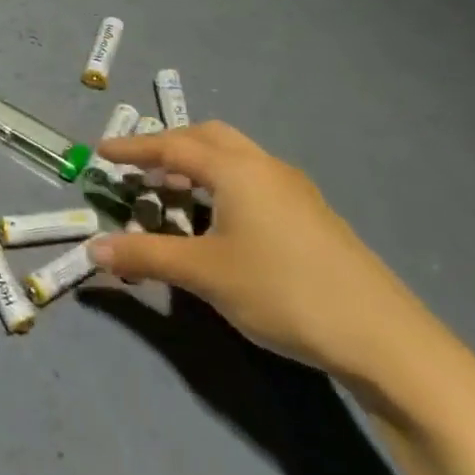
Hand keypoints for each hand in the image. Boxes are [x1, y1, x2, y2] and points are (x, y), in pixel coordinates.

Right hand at [91, 121, 454, 399]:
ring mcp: (295, 190)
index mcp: (237, 170)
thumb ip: (145, 256)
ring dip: (197, 165)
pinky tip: (218, 219)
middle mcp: (266, 168)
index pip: (173, 146)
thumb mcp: (204, 274)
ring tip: (171, 191)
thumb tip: (92, 249)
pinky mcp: (311, 216)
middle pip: (209, 137)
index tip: (102, 152)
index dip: (134, 149)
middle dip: (169, 146)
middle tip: (140, 167)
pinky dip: (222, 183)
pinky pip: (253, 180)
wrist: (381, 337)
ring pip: (235, 158)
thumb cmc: (282, 291)